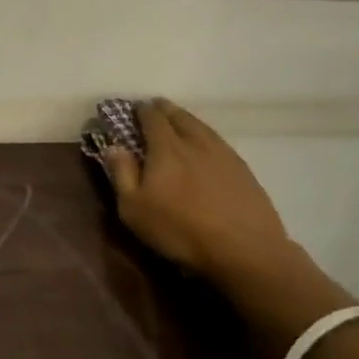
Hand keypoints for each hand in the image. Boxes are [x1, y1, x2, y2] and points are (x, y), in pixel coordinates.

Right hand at [102, 99, 291, 279]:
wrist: (244, 250)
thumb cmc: (180, 230)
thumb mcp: (134, 209)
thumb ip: (122, 173)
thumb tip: (113, 146)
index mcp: (166, 147)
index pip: (152, 118)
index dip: (142, 110)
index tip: (134, 109)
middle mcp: (195, 142)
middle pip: (179, 116)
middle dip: (165, 109)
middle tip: (156, 108)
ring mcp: (223, 154)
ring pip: (202, 126)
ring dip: (187, 119)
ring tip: (180, 121)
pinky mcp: (243, 170)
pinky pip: (219, 142)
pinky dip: (207, 136)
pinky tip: (207, 146)